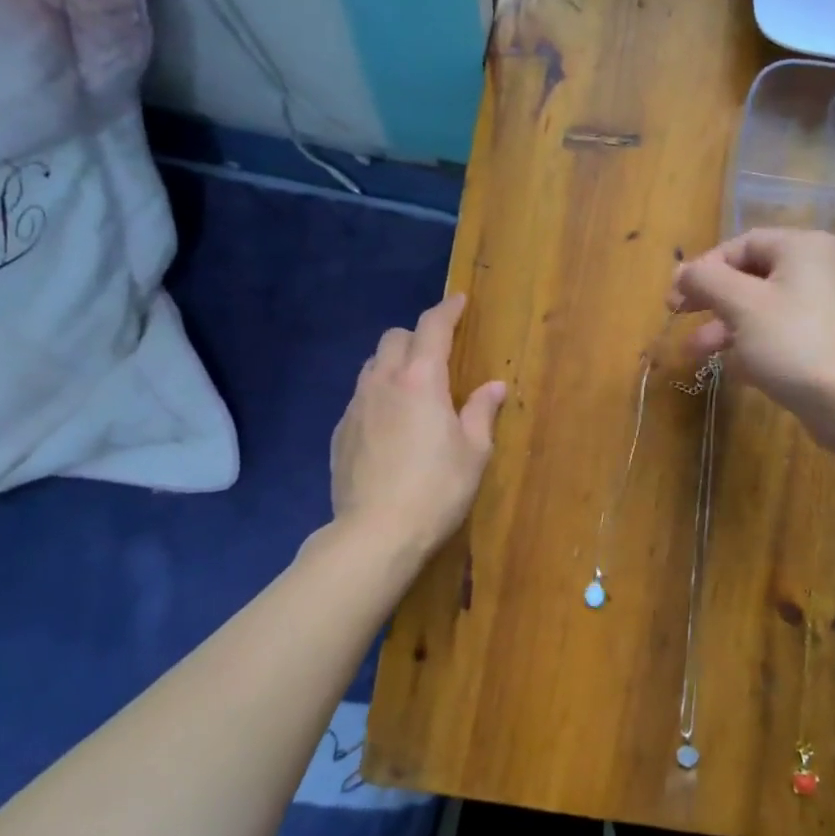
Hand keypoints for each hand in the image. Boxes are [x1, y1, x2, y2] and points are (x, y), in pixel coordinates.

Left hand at [331, 293, 506, 561]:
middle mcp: (383, 383)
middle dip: (416, 337)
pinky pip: (359, 398)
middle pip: (393, 338)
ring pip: (372, 366)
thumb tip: (494, 386)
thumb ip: (482, 411)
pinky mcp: (340, 433)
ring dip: (393, 365)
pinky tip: (389, 427)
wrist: (376, 534)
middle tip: (437, 357)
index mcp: (420, 380)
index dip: (447, 310)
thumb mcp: (474, 452)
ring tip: (411, 391)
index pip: (432, 327)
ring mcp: (355, 407)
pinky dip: (377, 397)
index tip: (458, 301)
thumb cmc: (437, 489)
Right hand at [669, 228, 834, 450]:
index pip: (741, 244)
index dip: (704, 267)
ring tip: (694, 352)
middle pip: (749, 275)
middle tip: (677, 315)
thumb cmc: (794, 342)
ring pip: (759, 308)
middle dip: (710, 299)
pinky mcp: (821, 343)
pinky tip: (729, 368)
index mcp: (801, 248)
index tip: (675, 296)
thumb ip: (706, 280)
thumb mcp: (741, 304)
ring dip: (723, 327)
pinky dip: (749, 345)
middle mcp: (815, 270)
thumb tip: (681, 270)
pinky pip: (775, 334)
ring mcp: (821, 309)